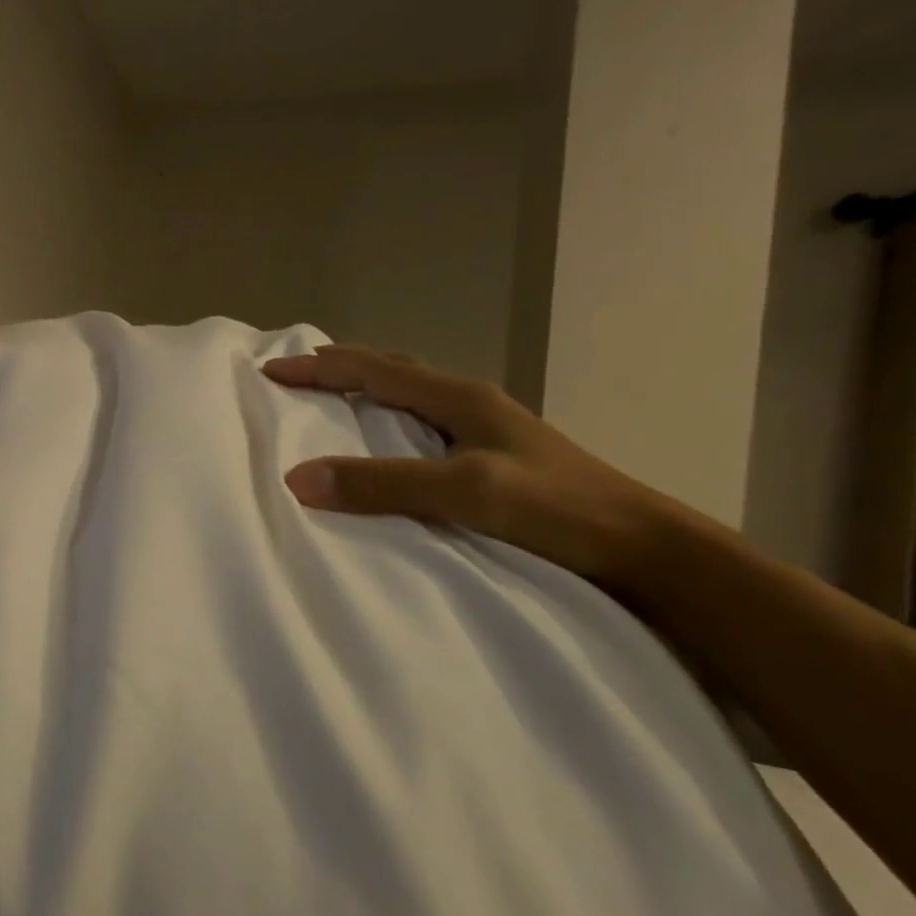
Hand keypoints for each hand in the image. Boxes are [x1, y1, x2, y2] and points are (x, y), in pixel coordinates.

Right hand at [262, 345, 672, 583]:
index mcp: (458, 398)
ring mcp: (486, 429)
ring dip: (367, 387)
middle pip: (393, 369)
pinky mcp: (494, 457)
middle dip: (341, 366)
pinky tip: (388, 441)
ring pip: (410, 393)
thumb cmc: (556, 510)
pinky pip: (423, 423)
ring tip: (333, 397)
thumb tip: (297, 478)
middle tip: (298, 371)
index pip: (373, 370)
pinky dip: (389, 418)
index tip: (271, 369)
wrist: (645, 549)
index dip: (319, 368)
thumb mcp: (466, 491)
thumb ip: (382, 483)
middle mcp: (469, 403)